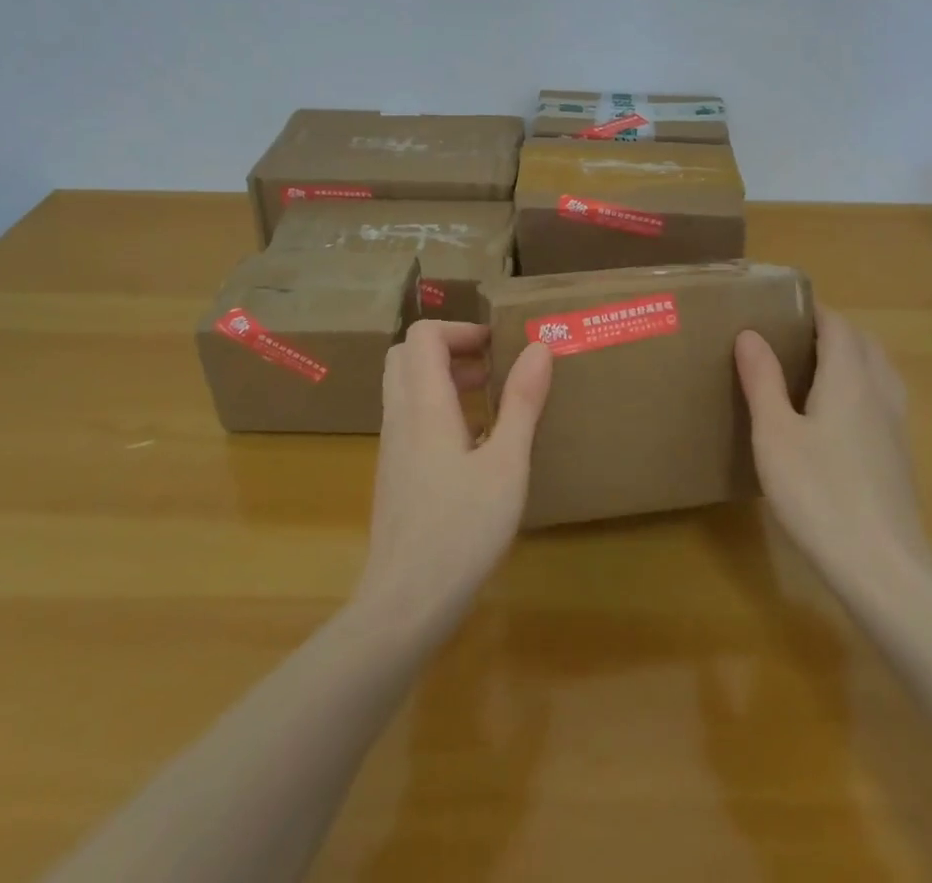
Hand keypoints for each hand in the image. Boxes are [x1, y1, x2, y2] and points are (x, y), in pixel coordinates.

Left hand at [351, 322, 552, 640]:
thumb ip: (522, 403)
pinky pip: (410, 419)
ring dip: (443, 379)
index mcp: (424, 405)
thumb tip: (538, 348)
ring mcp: (392, 447)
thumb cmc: (462, 529)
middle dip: (449, 349)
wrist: (405, 603)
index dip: (460, 329)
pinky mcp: (394, 473)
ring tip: (489, 403)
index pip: (423, 335)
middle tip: (490, 369)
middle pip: (406, 355)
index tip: (498, 347)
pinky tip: (474, 447)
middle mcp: (400, 417)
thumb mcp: (507, 464)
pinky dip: (438, 410)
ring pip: (406, 387)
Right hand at [735, 307, 931, 597]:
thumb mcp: (775, 435)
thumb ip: (763, 381)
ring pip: (881, 374)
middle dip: (835, 332)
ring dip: (854, 360)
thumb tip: (751, 334)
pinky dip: (862, 391)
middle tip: (795, 338)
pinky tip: (837, 421)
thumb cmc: (820, 494)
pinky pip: (884, 404)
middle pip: (865, 345)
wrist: (884, 572)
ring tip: (816, 372)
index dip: (815, 311)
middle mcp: (879, 395)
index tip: (784, 307)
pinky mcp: (900, 461)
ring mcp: (896, 430)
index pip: (838, 326)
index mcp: (850, 380)